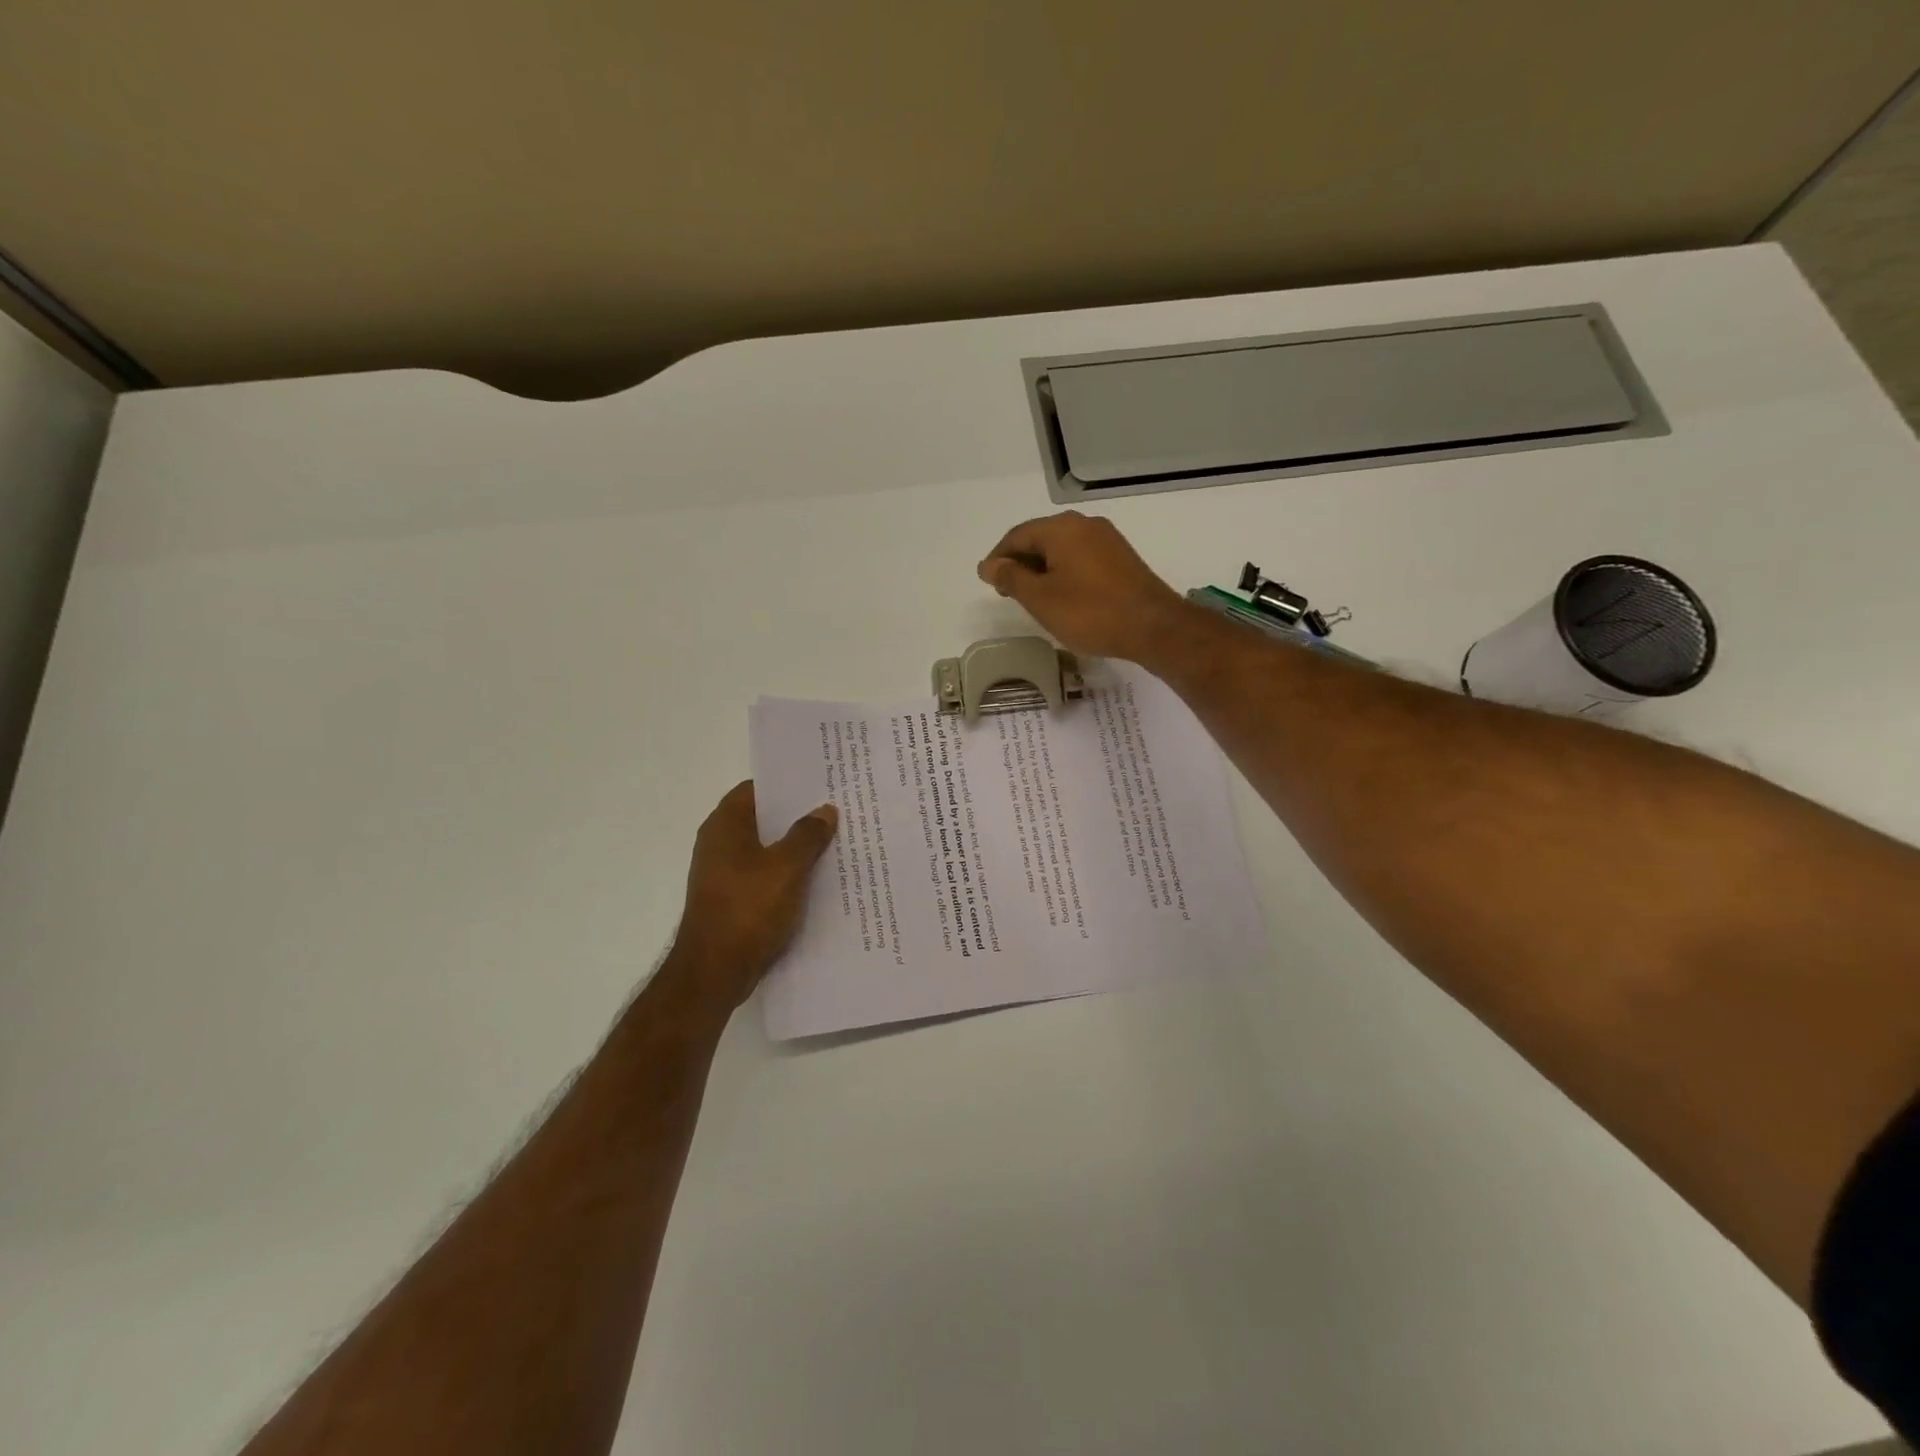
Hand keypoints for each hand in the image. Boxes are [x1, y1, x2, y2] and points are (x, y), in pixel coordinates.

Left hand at [667, 782, 837, 1011]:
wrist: (715, 972)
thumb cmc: (748, 909)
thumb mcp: (787, 867)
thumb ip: (807, 835)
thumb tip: (824, 810)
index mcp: (725, 826)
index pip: (756, 789)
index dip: (786, 785)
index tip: (819, 783)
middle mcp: (719, 845)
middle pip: (763, 820)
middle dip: (797, 817)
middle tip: (836, 811)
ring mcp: (724, 875)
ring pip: (766, 850)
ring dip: (795, 849)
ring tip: (835, 843)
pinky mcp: (732, 901)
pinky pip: (765, 877)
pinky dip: (788, 875)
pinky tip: (818, 881)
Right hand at [977, 511, 1191, 662]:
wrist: (1153, 627)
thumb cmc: (1089, 612)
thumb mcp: (1040, 598)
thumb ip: (1011, 577)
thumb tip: (989, 564)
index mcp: (1061, 529)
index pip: (1017, 536)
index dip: (998, 558)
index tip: (987, 581)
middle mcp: (1084, 525)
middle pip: (1040, 538)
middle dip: (1020, 562)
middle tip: (1005, 591)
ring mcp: (1107, 540)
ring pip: (1062, 549)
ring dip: (1041, 569)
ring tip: (1031, 596)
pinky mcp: (1121, 558)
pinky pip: (1081, 558)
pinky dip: (1063, 572)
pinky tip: (1061, 595)